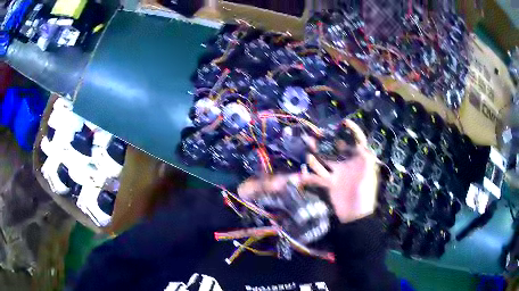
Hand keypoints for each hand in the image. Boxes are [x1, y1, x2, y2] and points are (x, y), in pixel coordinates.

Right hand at [237, 120, 378, 223]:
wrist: (355, 217)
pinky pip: (317, 177)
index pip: (358, 142)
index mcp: (359, 161)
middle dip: (327, 141)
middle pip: (336, 149)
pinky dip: (309, 176)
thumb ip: (366, 158)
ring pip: (324, 161)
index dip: (353, 131)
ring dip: (315, 155)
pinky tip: (301, 174)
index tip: (344, 122)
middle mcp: (347, 164)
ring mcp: (337, 173)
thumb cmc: (364, 195)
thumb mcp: (369, 176)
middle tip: (316, 134)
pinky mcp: (328, 183)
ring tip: (307, 149)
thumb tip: (362, 144)